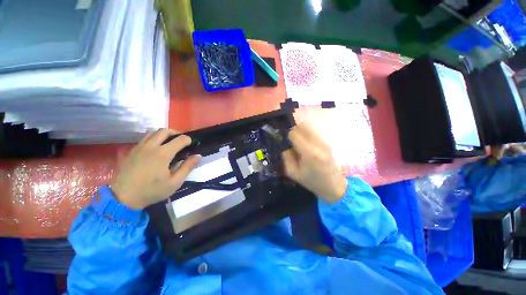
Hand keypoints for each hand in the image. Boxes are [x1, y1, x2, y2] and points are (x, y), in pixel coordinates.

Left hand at [110, 129, 201, 208]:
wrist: (123, 198)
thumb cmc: (152, 191)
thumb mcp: (175, 182)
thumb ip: (187, 167)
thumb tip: (198, 156)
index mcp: (163, 154)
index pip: (180, 139)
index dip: (188, 140)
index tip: (191, 145)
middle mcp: (151, 146)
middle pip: (165, 131)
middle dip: (176, 133)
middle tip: (180, 142)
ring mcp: (139, 147)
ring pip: (153, 132)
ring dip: (164, 134)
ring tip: (169, 143)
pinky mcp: (132, 151)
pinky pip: (144, 138)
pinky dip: (153, 138)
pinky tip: (156, 148)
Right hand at [282, 123, 347, 202]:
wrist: (334, 185)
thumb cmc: (312, 181)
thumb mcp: (293, 172)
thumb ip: (286, 157)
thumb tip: (285, 145)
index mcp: (309, 153)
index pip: (294, 133)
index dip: (287, 135)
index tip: (285, 141)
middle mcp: (318, 144)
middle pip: (303, 126)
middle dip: (294, 130)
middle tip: (291, 140)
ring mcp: (325, 141)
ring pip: (309, 126)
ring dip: (301, 130)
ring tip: (298, 141)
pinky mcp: (327, 142)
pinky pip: (314, 131)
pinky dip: (307, 133)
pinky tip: (306, 143)